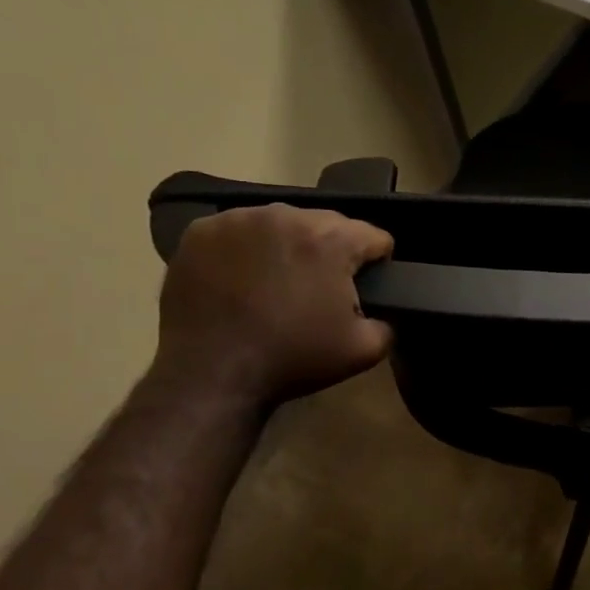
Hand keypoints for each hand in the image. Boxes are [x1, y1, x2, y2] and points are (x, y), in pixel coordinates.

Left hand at [153, 204, 392, 406]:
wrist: (212, 374)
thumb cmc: (293, 359)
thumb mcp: (364, 351)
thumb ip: (387, 322)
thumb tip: (381, 311)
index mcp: (331, 239)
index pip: (374, 236)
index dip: (377, 263)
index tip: (366, 287)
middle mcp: (286, 215)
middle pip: (327, 223)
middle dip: (331, 250)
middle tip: (319, 289)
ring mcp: (238, 219)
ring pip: (282, 223)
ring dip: (289, 245)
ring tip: (277, 283)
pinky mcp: (201, 231)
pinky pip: (239, 231)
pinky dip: (247, 249)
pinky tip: (241, 280)